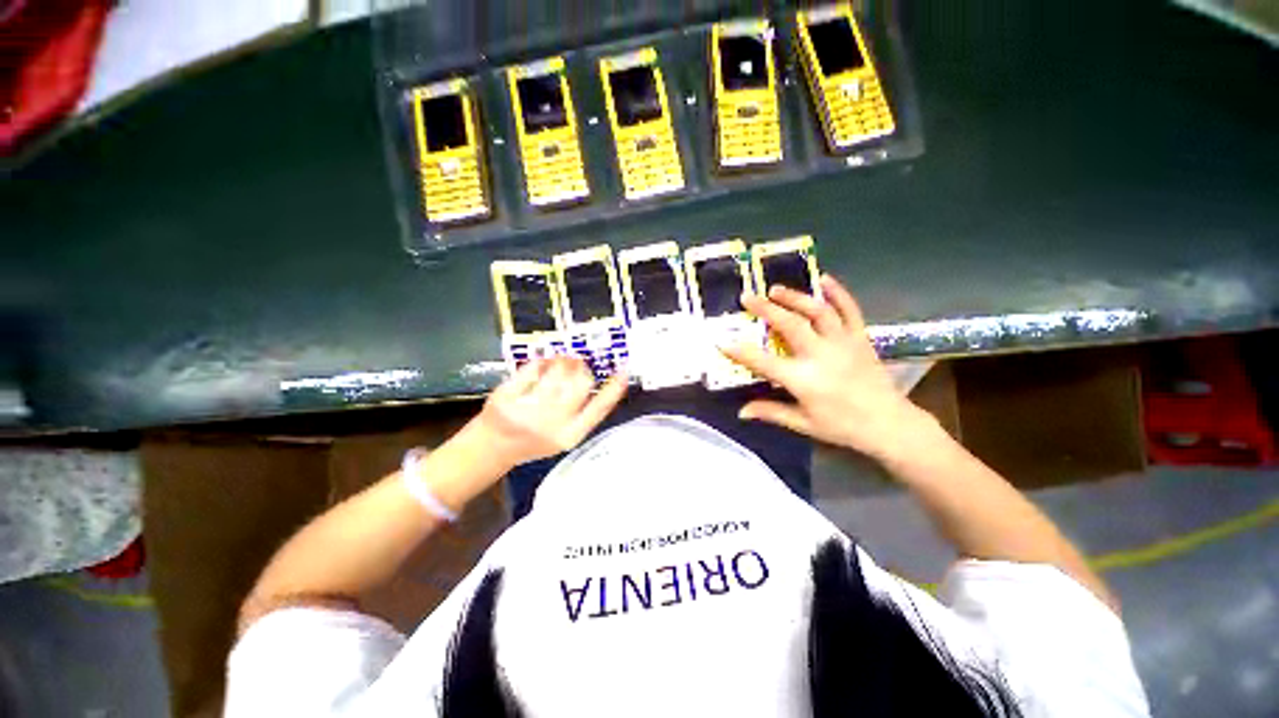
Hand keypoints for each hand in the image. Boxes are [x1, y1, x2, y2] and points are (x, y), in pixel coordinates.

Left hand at [470, 357, 628, 468]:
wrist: (493, 448)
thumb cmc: (535, 439)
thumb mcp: (564, 434)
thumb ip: (583, 411)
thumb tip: (595, 376)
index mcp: (570, 435)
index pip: (600, 408)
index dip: (615, 388)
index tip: (624, 371)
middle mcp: (552, 424)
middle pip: (582, 383)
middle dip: (582, 368)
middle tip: (577, 362)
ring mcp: (527, 410)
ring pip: (559, 371)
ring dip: (563, 360)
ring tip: (560, 360)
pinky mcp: (507, 397)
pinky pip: (533, 368)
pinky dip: (540, 362)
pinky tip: (541, 364)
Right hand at [721, 275, 936, 461]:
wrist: (889, 423)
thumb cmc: (842, 426)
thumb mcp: (803, 424)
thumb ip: (770, 412)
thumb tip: (741, 411)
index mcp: (803, 380)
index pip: (763, 362)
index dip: (740, 352)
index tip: (722, 341)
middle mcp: (821, 356)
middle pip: (789, 325)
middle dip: (766, 309)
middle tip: (748, 297)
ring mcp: (843, 343)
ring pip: (817, 311)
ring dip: (795, 297)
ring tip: (776, 289)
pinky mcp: (860, 337)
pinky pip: (850, 309)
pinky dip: (837, 292)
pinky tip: (824, 278)